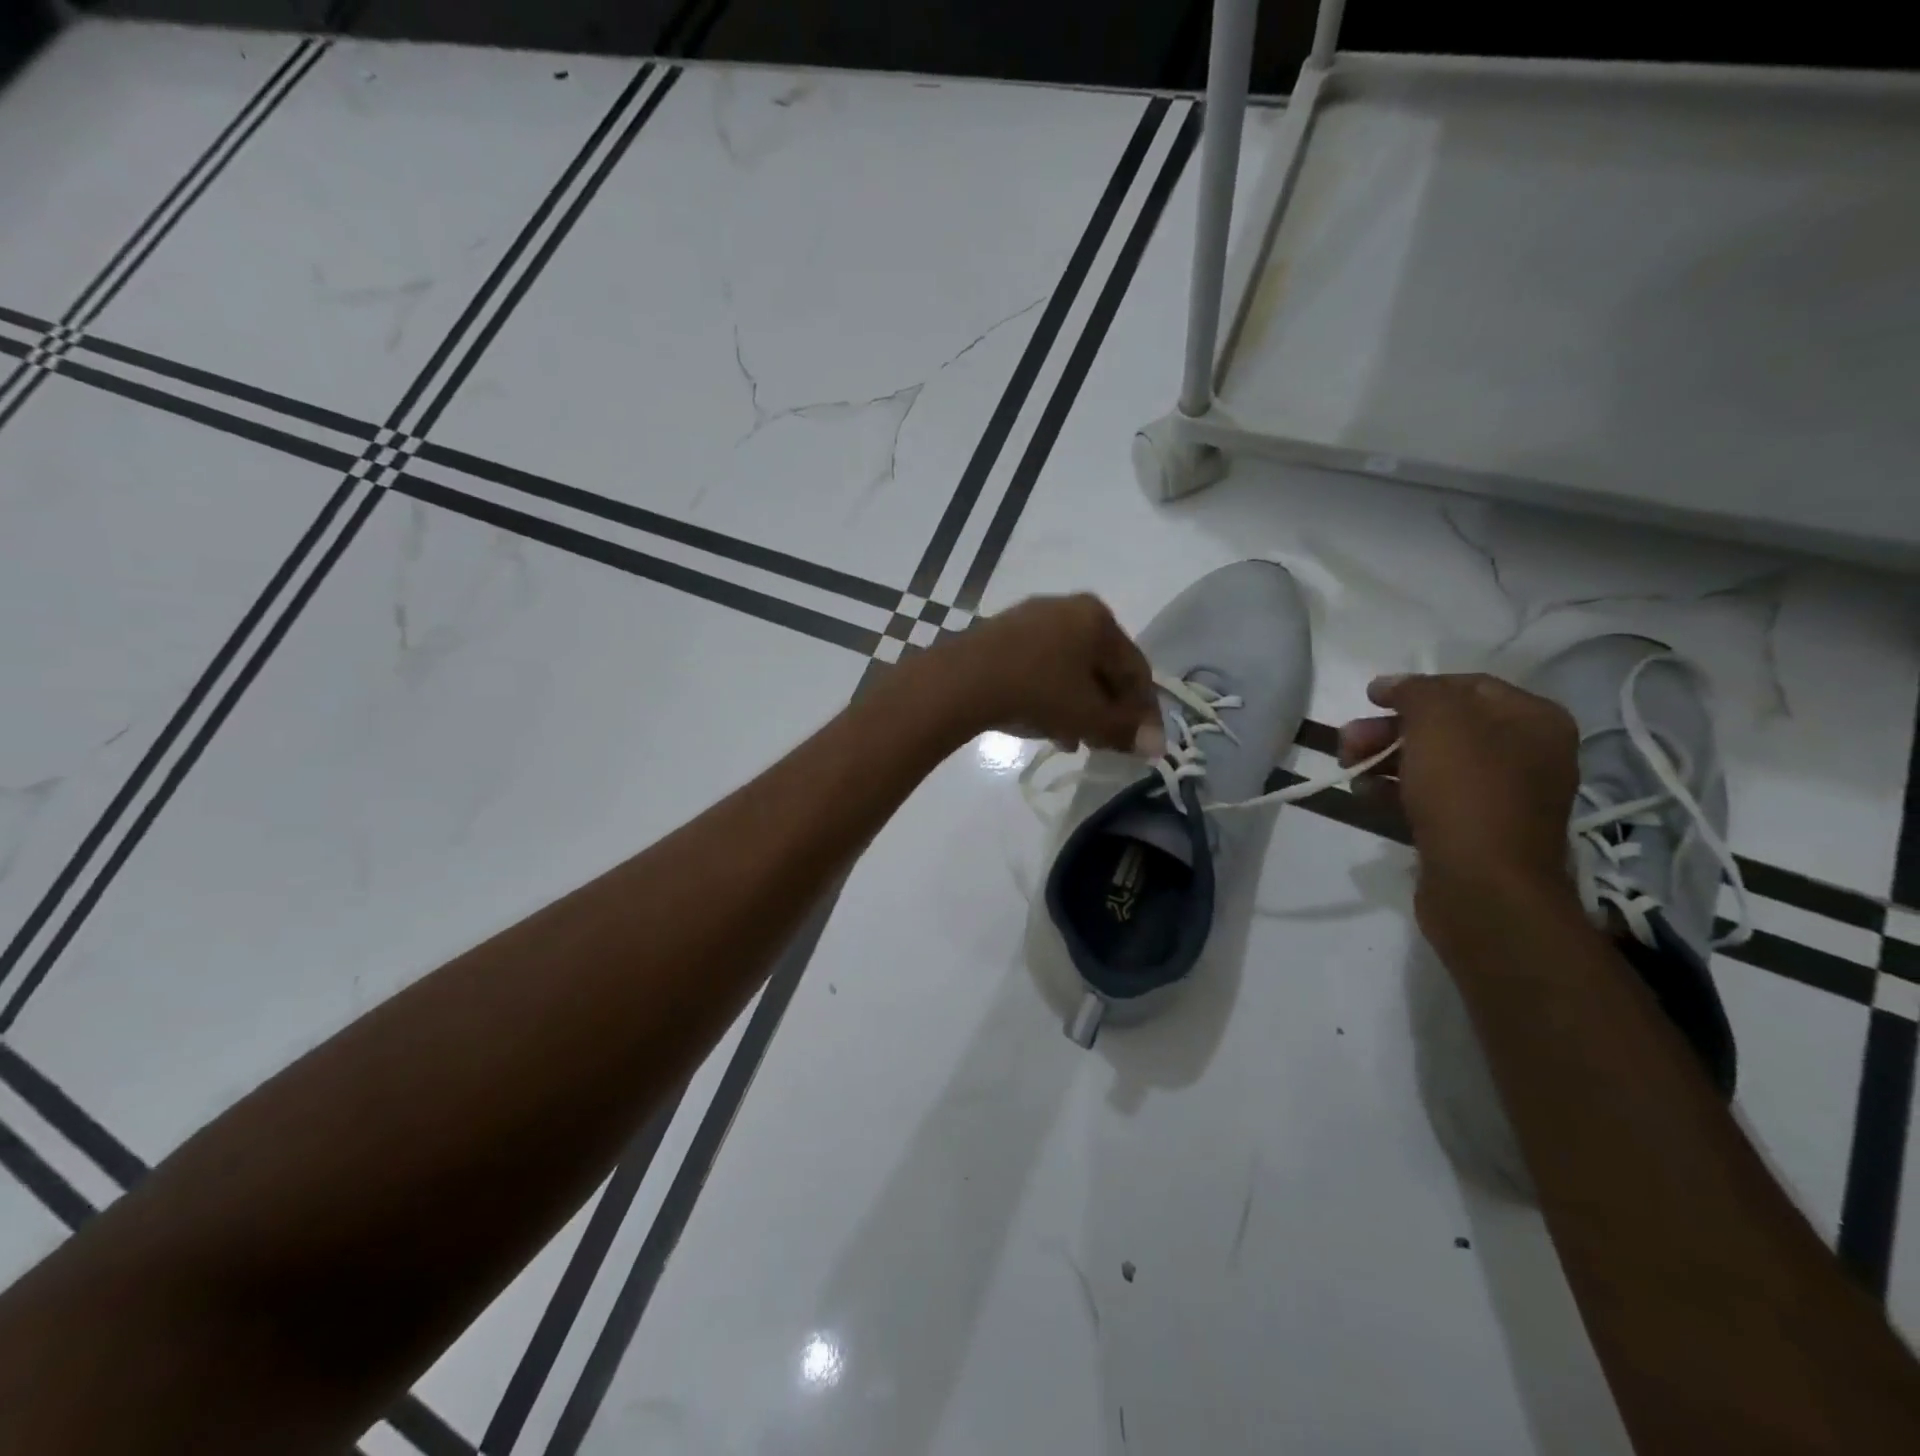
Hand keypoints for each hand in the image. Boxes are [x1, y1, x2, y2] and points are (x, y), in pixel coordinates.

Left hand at [928, 593, 1162, 754]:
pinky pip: (1040, 666)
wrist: (962, 680)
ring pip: (1069, 669)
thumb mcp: (1088, 716)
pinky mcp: (1001, 634)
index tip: (1142, 742)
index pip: (1135, 669)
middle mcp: (1068, 608)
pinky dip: (1049, 694)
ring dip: (1077, 707)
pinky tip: (1044, 724)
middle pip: (1101, 667)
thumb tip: (1157, 746)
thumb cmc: (1038, 691)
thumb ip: (1124, 730)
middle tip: (1105, 743)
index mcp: (1098, 618)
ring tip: (1073, 740)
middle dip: (1106, 710)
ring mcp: (1031, 618)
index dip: (1143, 710)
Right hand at [1340, 673, 1579, 917]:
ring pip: (1432, 763)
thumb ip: (1414, 691)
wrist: (1483, 885)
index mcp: (1533, 721)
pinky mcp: (1475, 830)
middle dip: (1389, 730)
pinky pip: (1431, 797)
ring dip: (1384, 760)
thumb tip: (1391, 684)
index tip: (1369, 698)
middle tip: (1348, 741)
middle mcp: (1526, 754)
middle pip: (1445, 727)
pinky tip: (1365, 795)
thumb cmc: (1466, 790)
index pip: (1468, 686)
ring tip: (1348, 769)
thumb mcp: (1437, 722)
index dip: (1415, 687)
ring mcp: (1502, 796)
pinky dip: (1396, 791)